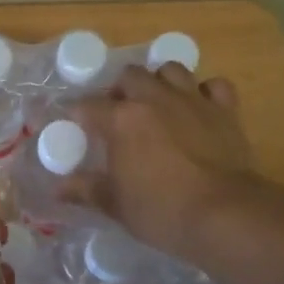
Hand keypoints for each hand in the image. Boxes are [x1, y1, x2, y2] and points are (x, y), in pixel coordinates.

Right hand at [64, 64, 267, 263]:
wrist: (224, 214)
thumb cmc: (161, 211)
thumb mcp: (116, 205)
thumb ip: (86, 190)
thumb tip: (58, 188)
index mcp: (121, 120)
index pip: (88, 106)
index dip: (78, 114)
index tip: (77, 125)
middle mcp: (154, 99)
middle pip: (130, 75)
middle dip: (120, 90)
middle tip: (119, 113)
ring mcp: (192, 100)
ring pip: (171, 70)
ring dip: (160, 81)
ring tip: (157, 103)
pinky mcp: (225, 110)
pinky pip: (213, 85)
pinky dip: (204, 92)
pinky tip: (199, 108)